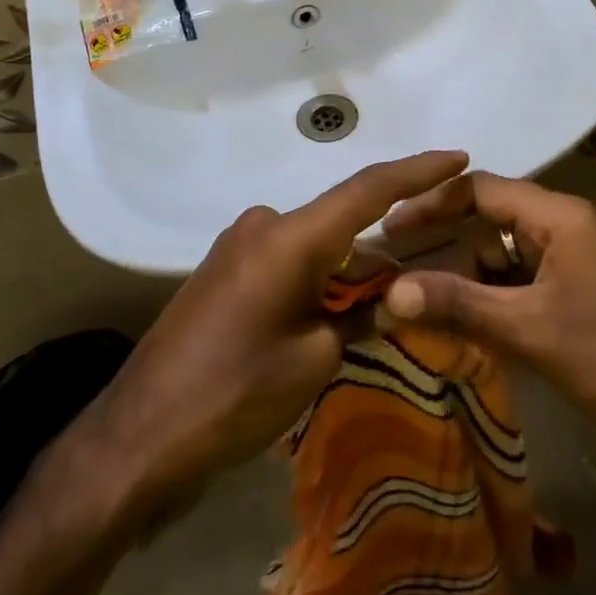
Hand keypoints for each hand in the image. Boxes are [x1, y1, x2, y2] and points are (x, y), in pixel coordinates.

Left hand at [71, 150, 470, 518]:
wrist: (138, 436)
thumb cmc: (234, 396)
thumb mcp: (314, 360)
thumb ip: (359, 316)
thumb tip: (386, 296)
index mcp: (290, 237)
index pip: (368, 189)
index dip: (417, 170)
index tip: (458, 158)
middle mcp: (263, 225)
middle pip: (341, 223)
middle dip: (379, 253)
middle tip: (414, 288)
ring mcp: (238, 244)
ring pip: (314, 245)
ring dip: (345, 274)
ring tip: (368, 320)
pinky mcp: (223, 269)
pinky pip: (286, 260)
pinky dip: (315, 280)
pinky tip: (324, 320)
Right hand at [381, 172, 595, 444]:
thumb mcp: (527, 330)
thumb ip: (457, 305)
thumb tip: (390, 292)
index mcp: (560, 215)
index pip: (482, 189)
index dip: (433, 204)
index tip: (392, 229)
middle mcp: (567, 222)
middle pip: (491, 216)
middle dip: (448, 241)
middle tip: (400, 265)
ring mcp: (575, 253)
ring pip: (504, 248)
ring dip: (469, 271)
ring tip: (426, 298)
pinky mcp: (578, 282)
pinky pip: (522, 273)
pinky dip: (493, 290)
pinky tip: (467, 316)